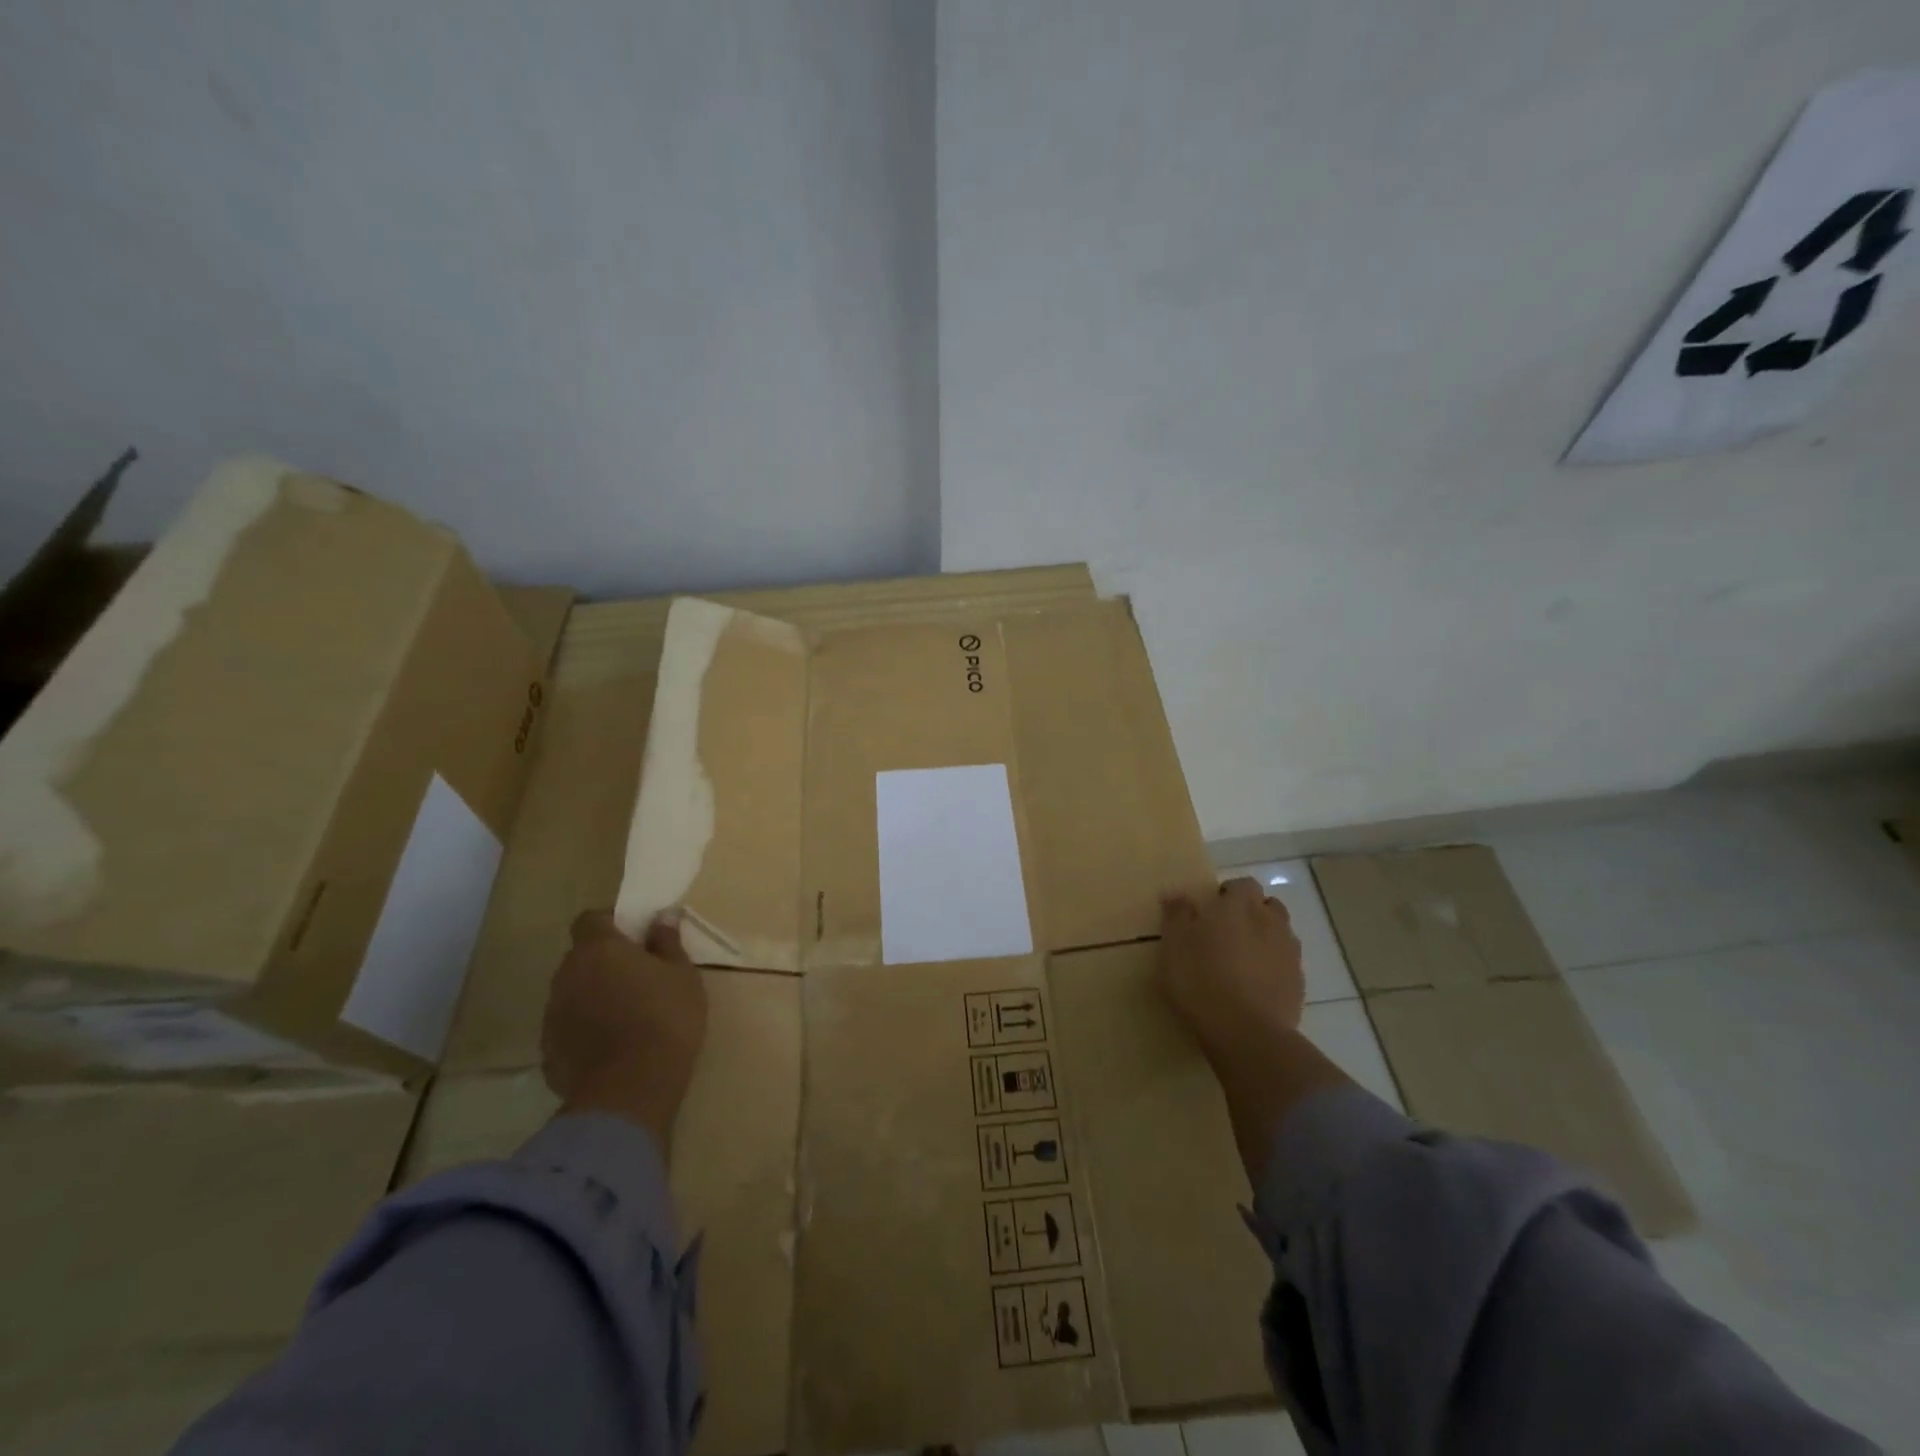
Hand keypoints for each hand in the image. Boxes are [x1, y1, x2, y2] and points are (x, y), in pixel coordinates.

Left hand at [541, 909, 707, 1147]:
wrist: (630, 1090)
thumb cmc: (665, 1018)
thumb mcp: (682, 975)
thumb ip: (667, 942)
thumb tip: (663, 916)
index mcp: (598, 949)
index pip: (590, 919)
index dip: (610, 923)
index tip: (635, 937)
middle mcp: (567, 975)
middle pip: (581, 957)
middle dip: (604, 961)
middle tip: (638, 976)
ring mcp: (553, 1014)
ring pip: (573, 992)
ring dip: (593, 995)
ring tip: (626, 1014)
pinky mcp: (548, 1051)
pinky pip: (568, 1027)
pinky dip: (585, 1029)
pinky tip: (612, 1045)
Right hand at [1158, 877, 1304, 1065]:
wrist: (1246, 1032)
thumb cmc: (1201, 980)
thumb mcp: (1174, 945)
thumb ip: (1177, 915)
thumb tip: (1177, 894)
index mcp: (1239, 906)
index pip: (1243, 885)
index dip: (1229, 894)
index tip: (1210, 911)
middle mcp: (1270, 922)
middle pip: (1268, 906)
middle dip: (1252, 913)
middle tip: (1226, 934)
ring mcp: (1289, 953)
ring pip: (1280, 934)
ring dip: (1265, 939)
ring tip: (1242, 961)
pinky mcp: (1298, 984)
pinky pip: (1286, 964)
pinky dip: (1273, 968)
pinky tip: (1255, 986)